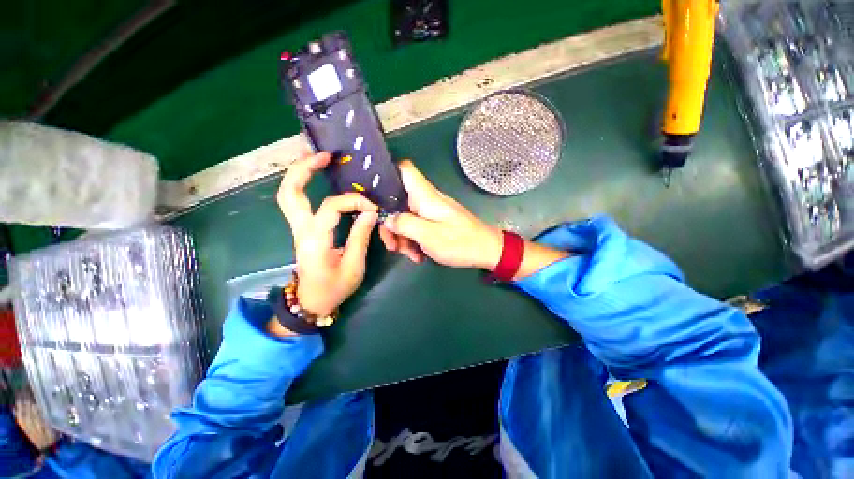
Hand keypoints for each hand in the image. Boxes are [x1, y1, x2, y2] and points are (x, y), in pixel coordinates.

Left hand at [277, 152, 378, 316]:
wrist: (312, 302)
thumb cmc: (334, 288)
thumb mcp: (354, 266)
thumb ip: (360, 237)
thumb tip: (369, 213)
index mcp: (315, 241)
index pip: (330, 207)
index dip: (354, 202)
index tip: (372, 208)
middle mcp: (301, 230)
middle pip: (290, 192)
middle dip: (304, 169)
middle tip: (325, 156)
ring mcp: (298, 228)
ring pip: (288, 194)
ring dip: (300, 173)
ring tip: (320, 159)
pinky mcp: (302, 229)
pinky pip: (297, 201)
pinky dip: (304, 184)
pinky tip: (319, 177)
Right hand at [379, 160, 502, 269]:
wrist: (486, 250)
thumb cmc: (459, 242)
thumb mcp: (428, 235)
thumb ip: (405, 224)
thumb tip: (387, 218)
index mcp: (424, 195)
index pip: (404, 169)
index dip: (386, 173)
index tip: (374, 193)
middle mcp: (426, 199)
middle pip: (398, 200)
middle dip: (391, 223)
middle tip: (392, 246)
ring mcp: (430, 211)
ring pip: (406, 217)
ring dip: (403, 237)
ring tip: (410, 255)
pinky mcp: (435, 222)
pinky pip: (417, 226)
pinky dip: (414, 240)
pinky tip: (418, 255)